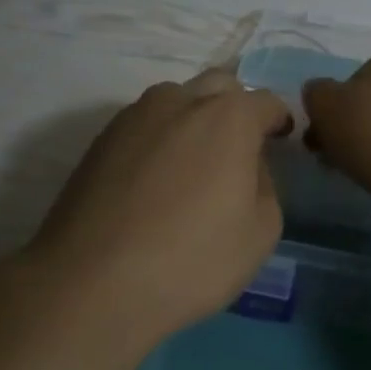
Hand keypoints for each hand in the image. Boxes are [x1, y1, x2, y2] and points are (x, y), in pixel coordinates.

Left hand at [29, 71, 291, 338]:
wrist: (90, 283)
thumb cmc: (190, 260)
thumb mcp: (261, 232)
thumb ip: (266, 184)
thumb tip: (248, 165)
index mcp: (228, 116)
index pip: (265, 101)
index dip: (278, 120)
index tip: (280, 140)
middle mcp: (181, 100)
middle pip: (219, 86)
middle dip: (236, 107)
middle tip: (238, 148)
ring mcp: (135, 115)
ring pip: (177, 100)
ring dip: (193, 119)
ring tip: (192, 163)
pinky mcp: (101, 138)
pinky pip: (144, 124)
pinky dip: (160, 139)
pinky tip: (155, 179)